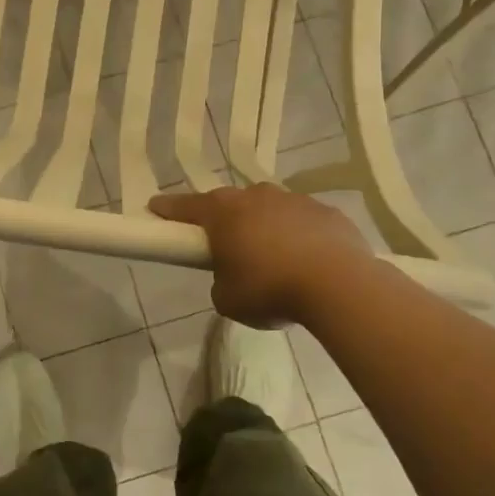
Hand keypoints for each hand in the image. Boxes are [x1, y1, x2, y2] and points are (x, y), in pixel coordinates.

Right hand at [148, 184, 374, 327]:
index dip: (168, 209)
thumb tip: (232, 276)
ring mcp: (294, 200)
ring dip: (264, 226)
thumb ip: (221, 281)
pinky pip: (302, 221)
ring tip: (271, 257)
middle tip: (223, 243)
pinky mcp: (327, 211)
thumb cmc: (270, 289)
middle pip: (230, 203)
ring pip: (269, 208)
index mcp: (223, 213)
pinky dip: (298, 235)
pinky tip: (306, 260)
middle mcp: (256, 196)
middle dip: (223, 219)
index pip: (186, 206)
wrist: (339, 284)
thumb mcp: (228, 299)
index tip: (155, 207)